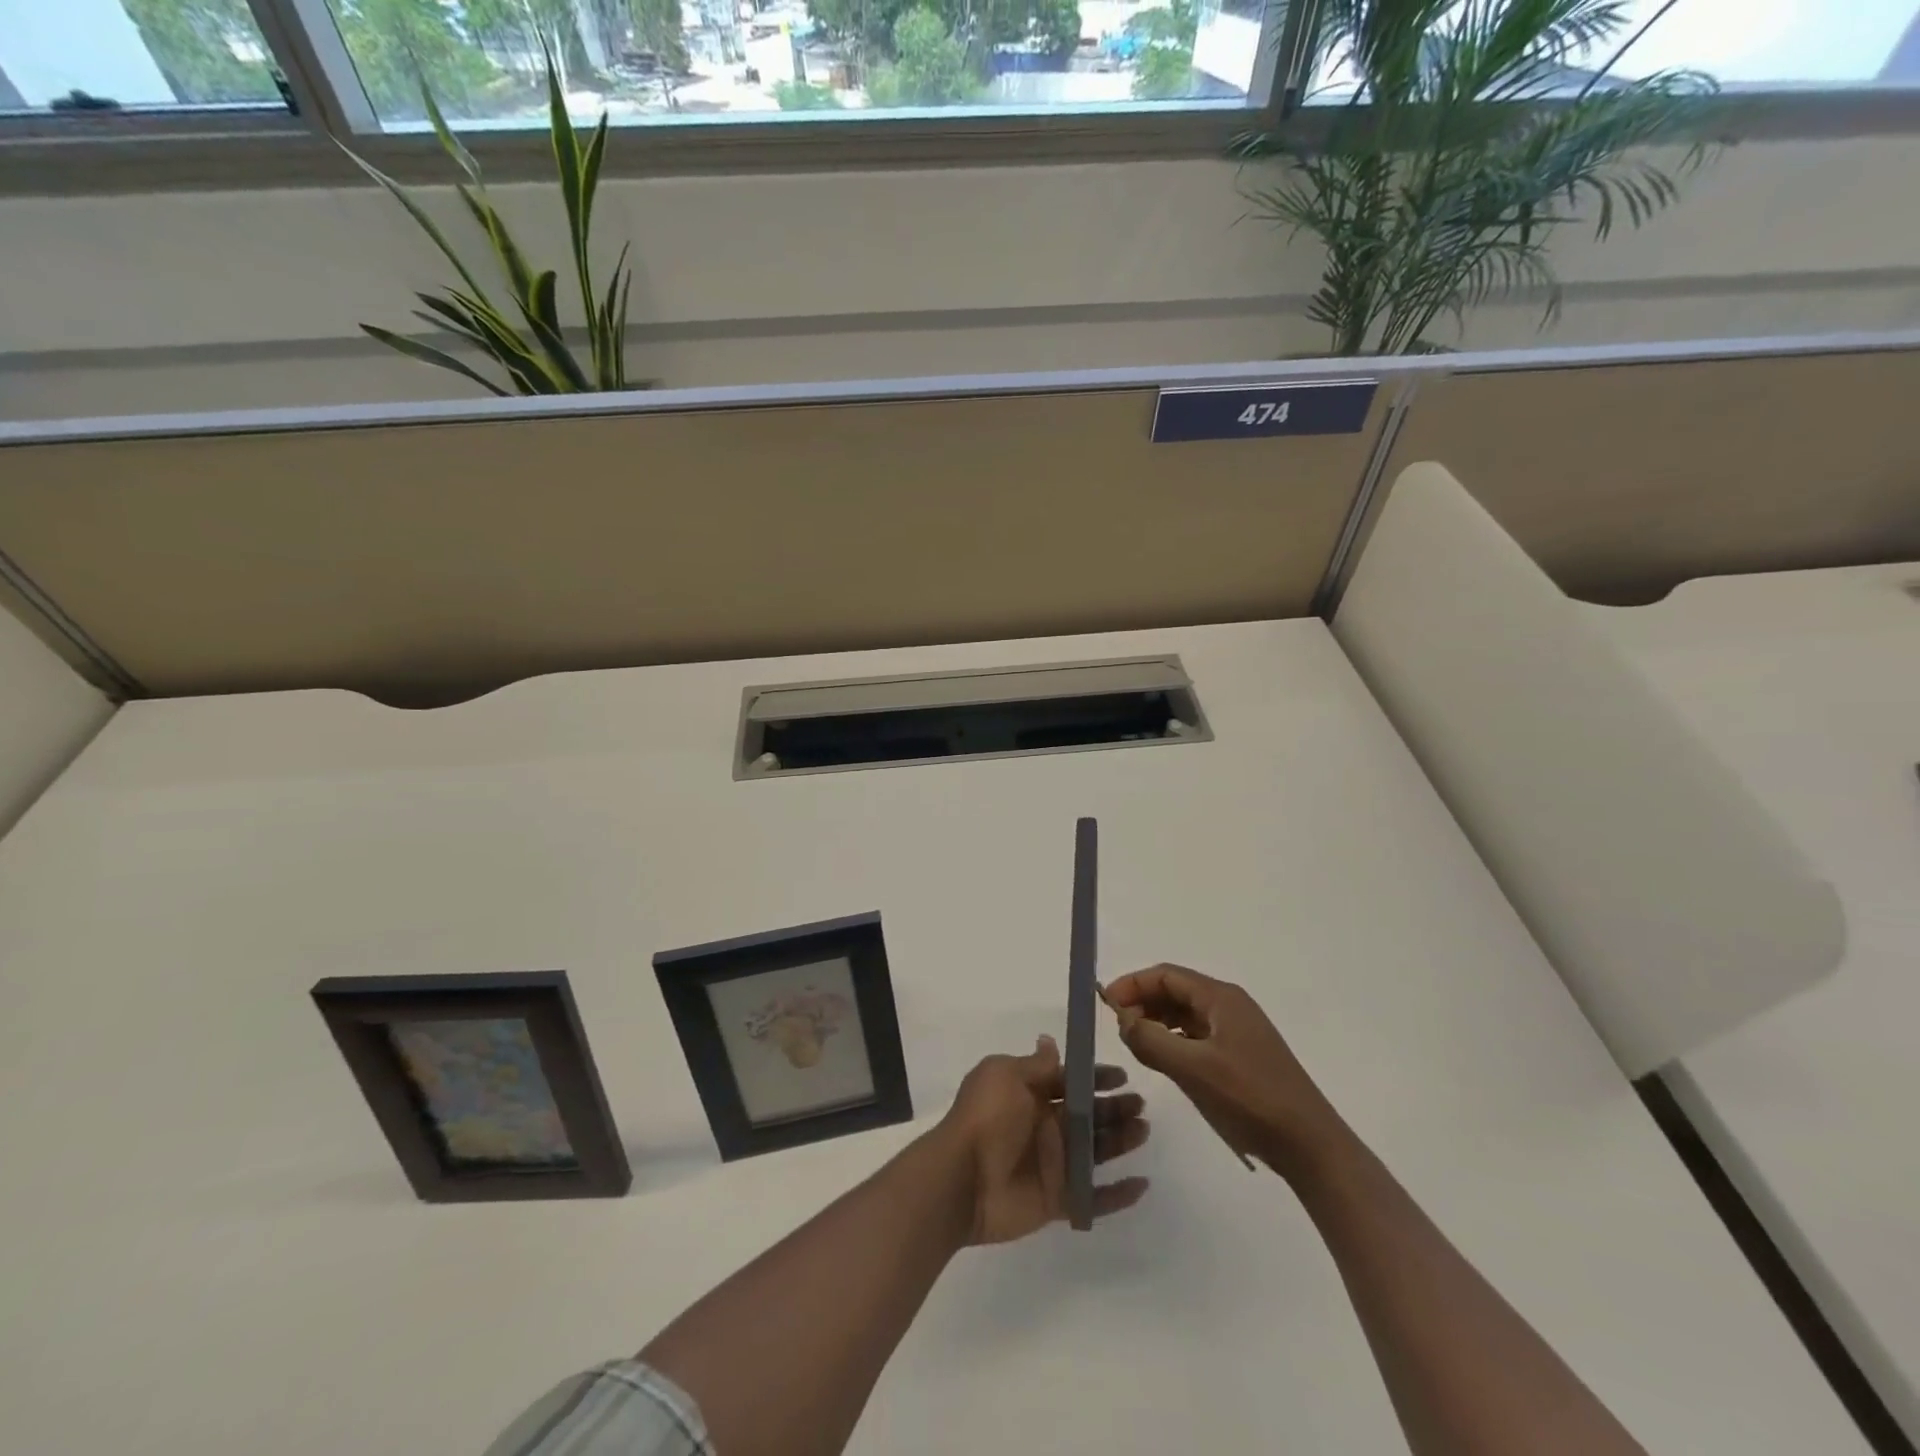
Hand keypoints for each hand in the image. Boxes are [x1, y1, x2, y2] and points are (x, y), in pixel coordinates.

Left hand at [938, 1036, 1150, 1244]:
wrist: (963, 1178)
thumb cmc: (986, 1118)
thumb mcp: (1006, 1076)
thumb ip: (1035, 1064)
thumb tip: (1049, 1041)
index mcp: (1031, 1094)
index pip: (1070, 1081)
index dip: (1096, 1078)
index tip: (1122, 1076)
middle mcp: (1044, 1126)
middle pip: (1088, 1115)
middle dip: (1115, 1108)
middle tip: (1140, 1105)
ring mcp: (1052, 1164)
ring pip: (1096, 1151)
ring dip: (1121, 1141)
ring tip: (1143, 1131)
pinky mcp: (1058, 1200)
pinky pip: (1093, 1198)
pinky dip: (1117, 1195)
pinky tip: (1141, 1185)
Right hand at [1105, 964, 1340, 1177]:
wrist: (1311, 1146)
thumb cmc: (1251, 1099)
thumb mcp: (1193, 1069)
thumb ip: (1151, 1040)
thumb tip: (1122, 1019)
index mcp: (1221, 998)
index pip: (1166, 975)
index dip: (1132, 984)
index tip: (1105, 1005)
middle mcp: (1230, 1005)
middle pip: (1175, 990)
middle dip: (1142, 1002)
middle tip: (1117, 1028)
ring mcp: (1238, 1031)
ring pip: (1185, 1014)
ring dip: (1156, 1021)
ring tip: (1134, 1043)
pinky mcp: (1242, 1056)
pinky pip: (1198, 1035)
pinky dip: (1174, 1040)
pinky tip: (1163, 1060)